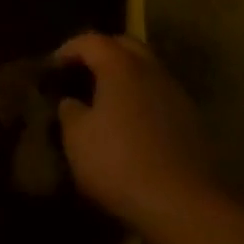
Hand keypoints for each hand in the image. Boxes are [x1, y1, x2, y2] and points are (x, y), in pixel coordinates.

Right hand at [52, 33, 218, 230]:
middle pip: (124, 44)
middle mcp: (150, 68)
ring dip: (125, 74)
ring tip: (106, 98)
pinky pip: (159, 92)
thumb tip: (71, 102)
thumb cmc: (120, 163)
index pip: (91, 41)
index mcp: (120, 66)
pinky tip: (132, 122)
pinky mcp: (190, 116)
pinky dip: (142, 96)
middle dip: (101, 52)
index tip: (53, 67)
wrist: (181, 202)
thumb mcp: (77, 140)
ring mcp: (174, 91)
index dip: (68, 49)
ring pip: (146, 67)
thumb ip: (69, 112)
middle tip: (82, 73)